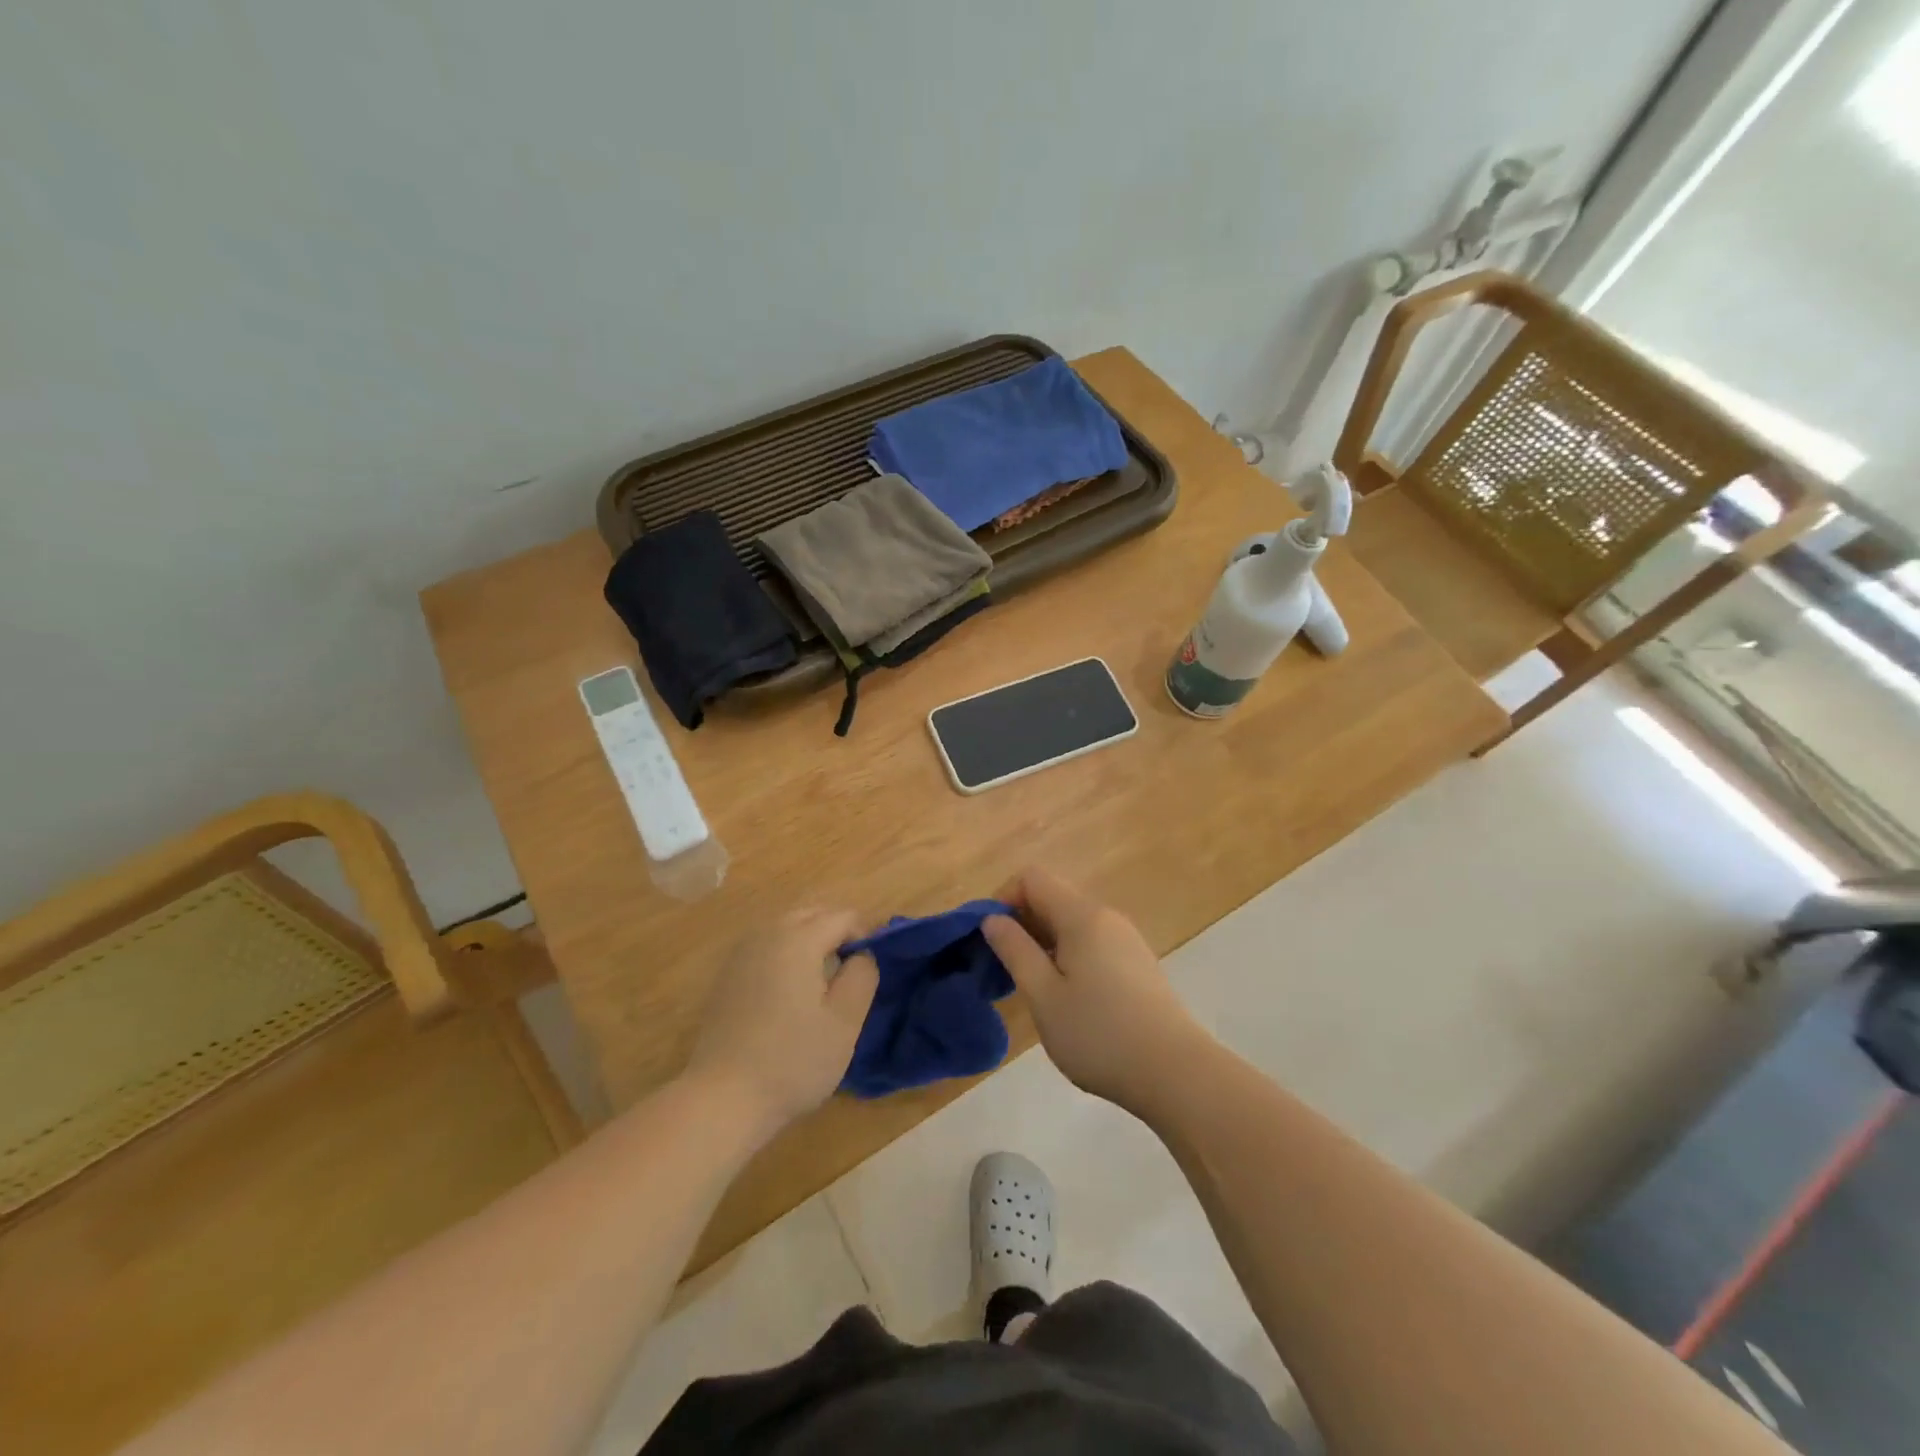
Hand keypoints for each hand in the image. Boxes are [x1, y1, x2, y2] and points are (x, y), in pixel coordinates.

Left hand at [685, 908, 878, 1133]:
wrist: (722, 1098)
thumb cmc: (793, 1060)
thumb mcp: (845, 1022)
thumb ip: (862, 976)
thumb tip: (862, 954)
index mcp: (798, 939)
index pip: (843, 917)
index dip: (864, 937)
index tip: (867, 974)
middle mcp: (767, 934)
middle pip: (812, 914)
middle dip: (836, 933)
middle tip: (848, 976)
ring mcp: (741, 954)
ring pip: (786, 927)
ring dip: (809, 942)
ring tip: (820, 986)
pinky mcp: (726, 975)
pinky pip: (766, 947)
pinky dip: (785, 956)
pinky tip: (787, 996)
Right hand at [982, 868, 1209, 1112]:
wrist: (1176, 1073)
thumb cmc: (1099, 1034)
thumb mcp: (1043, 996)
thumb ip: (1015, 950)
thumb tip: (992, 919)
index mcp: (1082, 916)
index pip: (1032, 878)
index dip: (1004, 900)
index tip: (992, 941)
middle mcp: (1106, 917)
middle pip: (1053, 898)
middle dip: (1022, 924)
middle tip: (1007, 970)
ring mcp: (1126, 940)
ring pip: (1072, 923)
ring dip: (1044, 944)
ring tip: (1036, 989)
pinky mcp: (1137, 964)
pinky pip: (1092, 943)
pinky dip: (1069, 957)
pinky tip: (1069, 999)